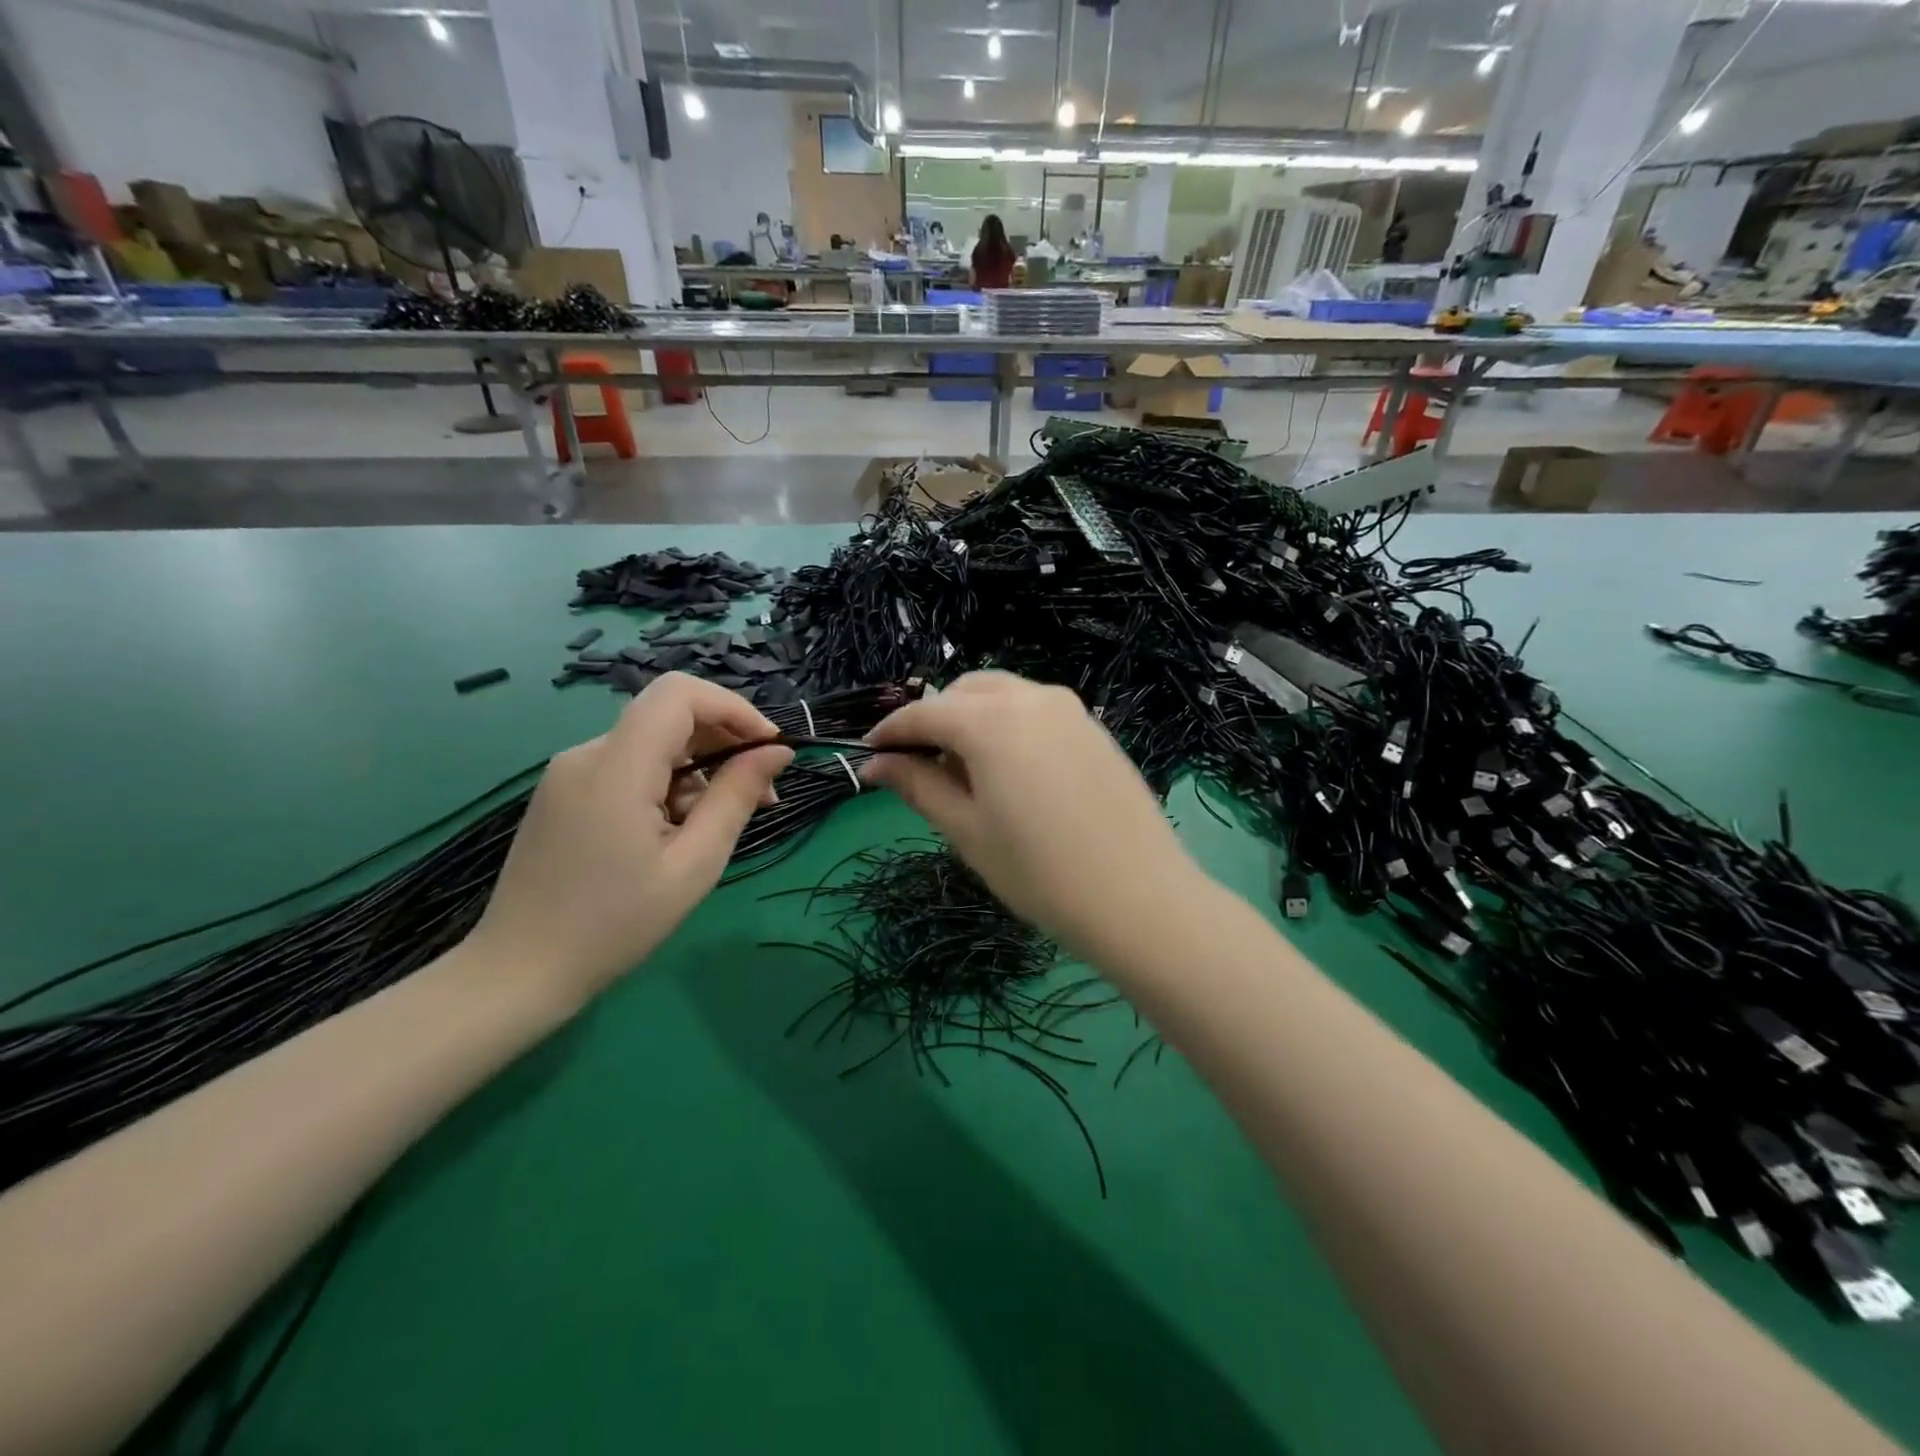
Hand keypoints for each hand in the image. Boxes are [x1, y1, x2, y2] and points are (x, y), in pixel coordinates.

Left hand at [466, 672, 792, 1008]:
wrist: (518, 973)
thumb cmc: (615, 925)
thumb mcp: (694, 864)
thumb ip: (737, 797)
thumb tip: (777, 752)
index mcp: (617, 767)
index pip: (680, 694)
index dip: (733, 708)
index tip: (769, 748)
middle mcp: (587, 754)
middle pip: (669, 715)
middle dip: (725, 743)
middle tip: (762, 795)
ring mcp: (569, 773)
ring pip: (652, 743)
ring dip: (698, 769)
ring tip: (719, 825)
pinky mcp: (564, 792)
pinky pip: (629, 766)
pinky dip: (667, 783)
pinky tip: (677, 830)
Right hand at [864, 672, 1204, 963]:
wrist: (1140, 898)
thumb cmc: (1040, 872)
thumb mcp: (967, 831)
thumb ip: (918, 785)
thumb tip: (876, 764)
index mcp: (991, 720)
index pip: (925, 713)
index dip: (892, 732)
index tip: (870, 754)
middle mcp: (1031, 697)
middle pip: (965, 692)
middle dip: (935, 720)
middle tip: (921, 767)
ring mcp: (1070, 709)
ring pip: (1003, 695)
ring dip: (972, 719)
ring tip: (966, 771)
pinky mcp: (1095, 727)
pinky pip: (1036, 710)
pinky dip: (1009, 725)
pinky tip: (1012, 771)